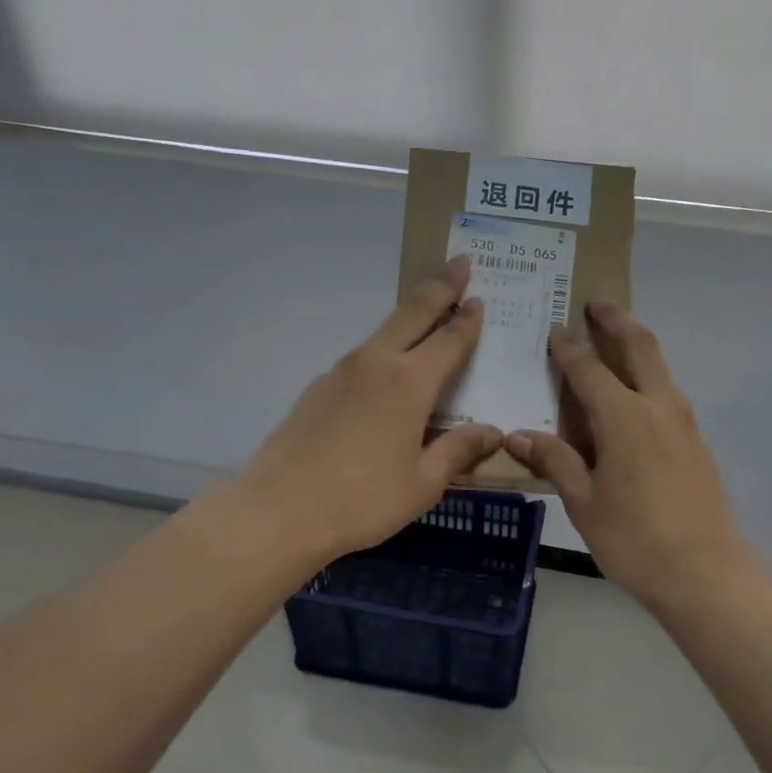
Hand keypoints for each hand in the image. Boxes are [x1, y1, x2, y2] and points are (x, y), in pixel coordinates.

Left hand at [240, 257, 502, 565]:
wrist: (279, 510)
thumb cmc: (362, 499)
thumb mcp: (423, 483)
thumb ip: (458, 451)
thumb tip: (492, 432)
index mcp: (410, 383)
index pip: (449, 340)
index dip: (468, 320)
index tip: (480, 298)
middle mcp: (376, 364)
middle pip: (413, 313)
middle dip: (440, 287)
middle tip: (460, 263)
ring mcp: (342, 372)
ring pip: (384, 331)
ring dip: (410, 315)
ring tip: (428, 314)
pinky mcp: (318, 387)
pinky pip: (362, 356)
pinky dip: (384, 348)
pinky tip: (387, 371)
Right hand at [505, 302, 756, 609]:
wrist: (705, 571)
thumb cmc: (634, 539)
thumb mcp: (584, 502)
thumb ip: (556, 461)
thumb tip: (520, 436)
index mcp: (624, 417)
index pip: (589, 369)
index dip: (569, 348)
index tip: (555, 328)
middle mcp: (658, 407)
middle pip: (640, 347)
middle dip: (618, 320)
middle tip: (599, 302)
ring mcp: (684, 423)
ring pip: (660, 367)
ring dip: (638, 345)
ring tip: (617, 338)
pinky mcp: (696, 442)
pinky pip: (668, 392)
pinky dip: (649, 376)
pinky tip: (634, 395)